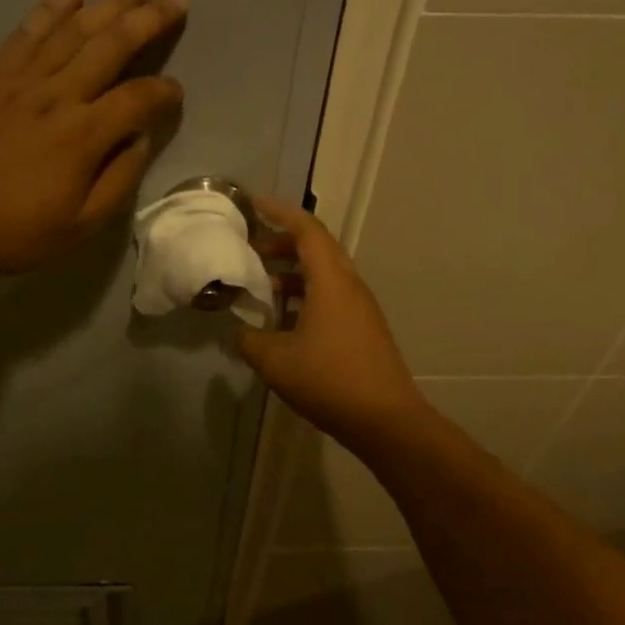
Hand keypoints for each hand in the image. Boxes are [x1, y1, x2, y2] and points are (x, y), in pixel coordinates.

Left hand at [0, 0, 186, 275]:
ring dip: (109, 2)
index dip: (164, 93)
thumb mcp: (80, 225)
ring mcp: (21, 81)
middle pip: (111, 45)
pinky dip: (51, 8)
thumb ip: (118, 180)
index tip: (176, 94)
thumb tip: (139, 139)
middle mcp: (57, 96)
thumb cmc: (15, 231)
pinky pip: (27, 32)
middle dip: (148, 19)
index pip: (138, 99)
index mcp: (83, 136)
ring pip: (73, 30)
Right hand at [235, 197, 429, 449]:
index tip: (253, 205)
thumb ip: (249, 340)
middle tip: (251, 252)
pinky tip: (283, 322)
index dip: (279, 212)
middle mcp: (350, 286)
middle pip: (317, 249)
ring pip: (324, 275)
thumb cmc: (329, 380)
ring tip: (262, 288)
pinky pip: (331, 298)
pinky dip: (305, 297)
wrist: (385, 419)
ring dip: (293, 274)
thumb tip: (238, 333)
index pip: (307, 229)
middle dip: (282, 244)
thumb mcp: (275, 360)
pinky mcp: (363, 330)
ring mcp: (360, 309)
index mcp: (331, 280)